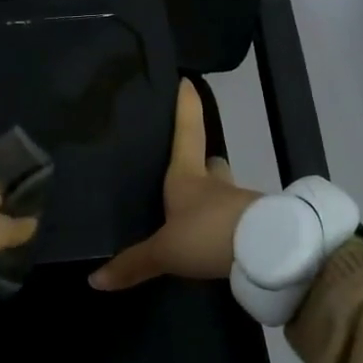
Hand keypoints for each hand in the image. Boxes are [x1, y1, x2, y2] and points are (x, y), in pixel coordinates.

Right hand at [89, 79, 260, 291]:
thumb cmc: (207, 234)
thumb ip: (133, 264)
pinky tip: (219, 244)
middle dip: (204, 165)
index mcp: (188, 177)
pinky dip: (230, 229)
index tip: (187, 82)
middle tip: (191, 172)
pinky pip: (240, 222)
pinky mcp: (259, 226)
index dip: (186, 107)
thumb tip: (93, 280)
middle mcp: (215, 184)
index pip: (187, 132)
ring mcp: (241, 203)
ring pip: (227, 194)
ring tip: (199, 218)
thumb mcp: (165, 252)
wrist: (269, 253)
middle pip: (212, 164)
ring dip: (217, 201)